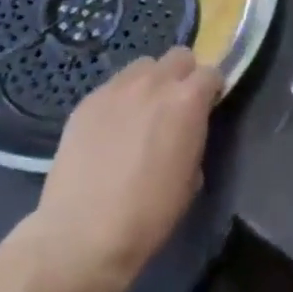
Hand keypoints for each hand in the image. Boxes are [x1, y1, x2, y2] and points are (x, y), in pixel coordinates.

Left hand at [27, 48, 222, 291]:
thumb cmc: (148, 215)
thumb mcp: (191, 179)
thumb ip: (194, 138)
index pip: (211, 72)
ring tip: (141, 112)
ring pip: (143, 66)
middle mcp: (154, 83)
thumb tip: (187, 130)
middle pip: (178, 56)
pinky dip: (120, 99)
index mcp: (187, 100)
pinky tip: (111, 129)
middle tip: (176, 106)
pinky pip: (113, 87)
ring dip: (151, 82)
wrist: (81, 235)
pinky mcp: (87, 100)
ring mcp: (116, 88)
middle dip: (184, 75)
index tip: (207, 108)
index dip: (211, 90)